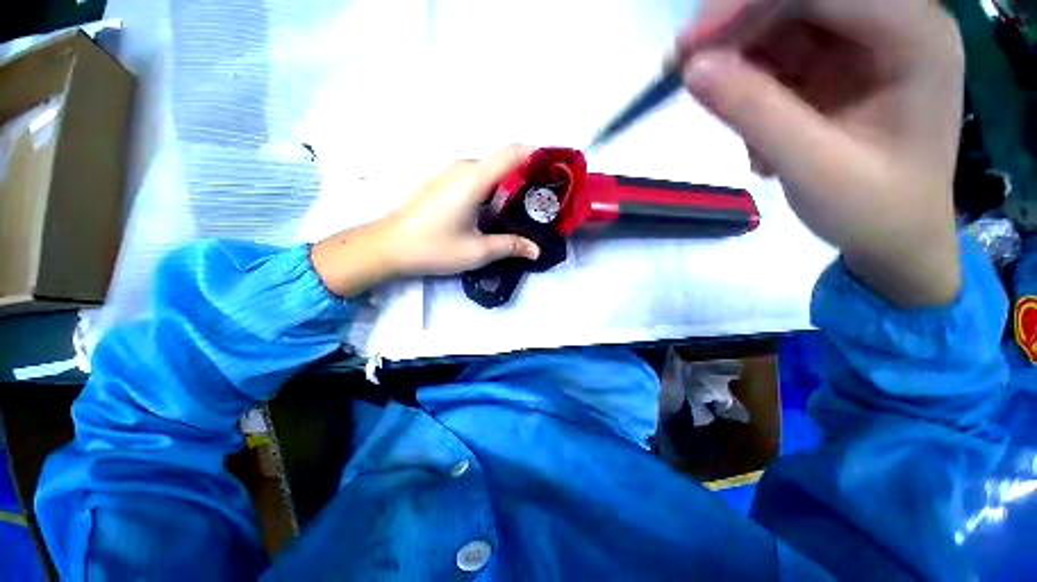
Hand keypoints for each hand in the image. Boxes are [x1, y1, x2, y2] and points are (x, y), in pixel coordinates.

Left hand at [311, 145, 540, 296]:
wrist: (388, 245)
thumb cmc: (432, 247)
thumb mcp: (476, 251)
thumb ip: (510, 246)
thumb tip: (536, 250)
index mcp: (473, 179)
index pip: (513, 153)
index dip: (538, 154)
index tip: (557, 168)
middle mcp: (463, 168)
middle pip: (504, 161)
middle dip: (528, 174)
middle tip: (546, 198)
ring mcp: (451, 173)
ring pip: (491, 170)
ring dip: (511, 183)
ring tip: (527, 206)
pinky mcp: (444, 182)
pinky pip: (478, 177)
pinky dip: (495, 187)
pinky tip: (500, 209)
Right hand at [681, 0, 964, 306]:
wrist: (895, 238)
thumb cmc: (873, 211)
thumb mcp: (814, 167)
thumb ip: (755, 114)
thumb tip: (693, 70)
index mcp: (915, 37)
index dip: (748, 5)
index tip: (689, 49)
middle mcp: (894, 22)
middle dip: (738, 28)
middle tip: (686, 70)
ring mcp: (865, 40)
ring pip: (784, 21)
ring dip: (743, 63)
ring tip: (732, 120)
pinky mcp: (840, 61)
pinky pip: (781, 52)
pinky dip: (752, 84)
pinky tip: (753, 129)